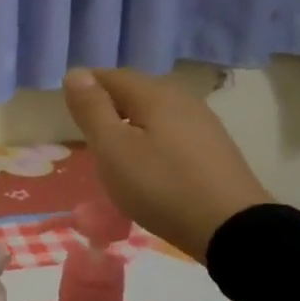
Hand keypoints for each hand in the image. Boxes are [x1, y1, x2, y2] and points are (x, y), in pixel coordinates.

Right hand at [63, 67, 272, 259]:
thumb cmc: (161, 186)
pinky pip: (172, 131)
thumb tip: (76, 73)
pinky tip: (150, 164)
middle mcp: (181, 98)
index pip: (111, 76)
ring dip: (131, 123)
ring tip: (115, 151)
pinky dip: (152, 139)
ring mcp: (203, 123)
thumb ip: (92, 109)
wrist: (231, 228)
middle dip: (108, 104)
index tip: (68, 112)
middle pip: (135, 90)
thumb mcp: (113, 149)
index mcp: (154, 93)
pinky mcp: (214, 148)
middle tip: (87, 133)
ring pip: (155, 111)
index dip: (85, 88)